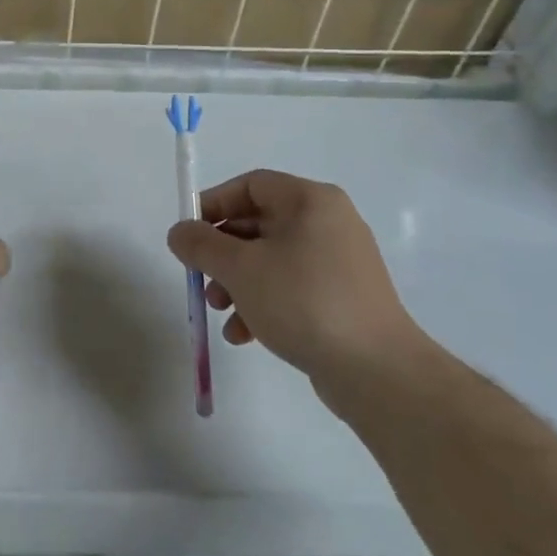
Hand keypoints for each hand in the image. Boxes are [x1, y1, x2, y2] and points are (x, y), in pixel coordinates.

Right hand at [166, 170, 429, 402]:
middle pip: (258, 224)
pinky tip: (244, 335)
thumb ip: (201, 245)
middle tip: (200, 278)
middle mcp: (329, 223)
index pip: (251, 185)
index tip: (188, 234)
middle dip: (222, 253)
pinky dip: (263, 303)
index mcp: (310, 201)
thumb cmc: (303, 301)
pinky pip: (291, 287)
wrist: (377, 370)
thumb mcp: (240, 269)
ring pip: (271, 260)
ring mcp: (339, 262)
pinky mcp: (342, 298)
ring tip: (219, 311)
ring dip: (237, 282)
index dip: (213, 204)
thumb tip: (179, 232)